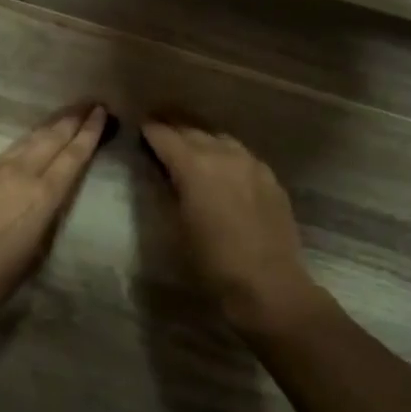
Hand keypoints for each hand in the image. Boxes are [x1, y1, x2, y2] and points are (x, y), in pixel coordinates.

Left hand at [0, 105, 107, 321]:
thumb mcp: (36, 251)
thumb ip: (47, 216)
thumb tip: (51, 196)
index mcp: (43, 196)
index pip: (73, 155)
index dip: (89, 132)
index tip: (101, 112)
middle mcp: (21, 173)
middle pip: (52, 137)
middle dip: (73, 118)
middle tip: (90, 102)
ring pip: (28, 140)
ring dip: (50, 125)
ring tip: (65, 115)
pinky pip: (6, 152)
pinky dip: (25, 142)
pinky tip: (28, 143)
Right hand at [140, 121, 329, 336]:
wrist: (267, 285)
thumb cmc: (211, 262)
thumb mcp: (175, 227)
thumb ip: (167, 192)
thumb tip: (163, 174)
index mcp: (194, 165)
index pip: (165, 136)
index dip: (150, 130)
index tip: (140, 126)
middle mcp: (224, 155)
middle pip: (193, 131)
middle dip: (173, 127)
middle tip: (159, 127)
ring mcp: (251, 163)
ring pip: (220, 138)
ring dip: (201, 137)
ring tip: (189, 143)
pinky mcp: (270, 178)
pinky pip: (242, 155)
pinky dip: (225, 153)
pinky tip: (222, 165)